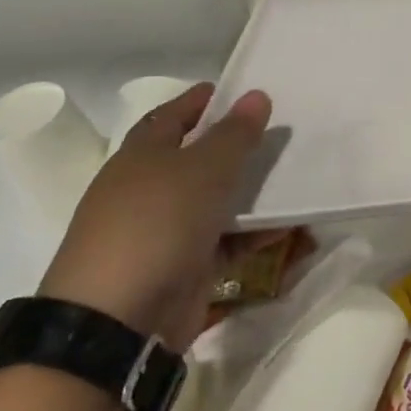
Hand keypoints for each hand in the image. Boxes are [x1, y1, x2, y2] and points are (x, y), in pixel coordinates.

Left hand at [38, 84, 270, 350]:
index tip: (232, 89)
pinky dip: (252, 233)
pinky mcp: (181, 269)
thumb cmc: (157, 224)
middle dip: (233, 147)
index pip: (170, 117)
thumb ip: (235, 133)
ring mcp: (162, 233)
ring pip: (214, 201)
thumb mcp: (204, 169)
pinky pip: (225, 241)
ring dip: (250, 193)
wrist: (118, 321)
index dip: (198, 101)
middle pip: (195, 160)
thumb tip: (256, 94)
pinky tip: (287, 226)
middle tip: (276, 132)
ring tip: (293, 177)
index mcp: (140, 157)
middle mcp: (147, 191)